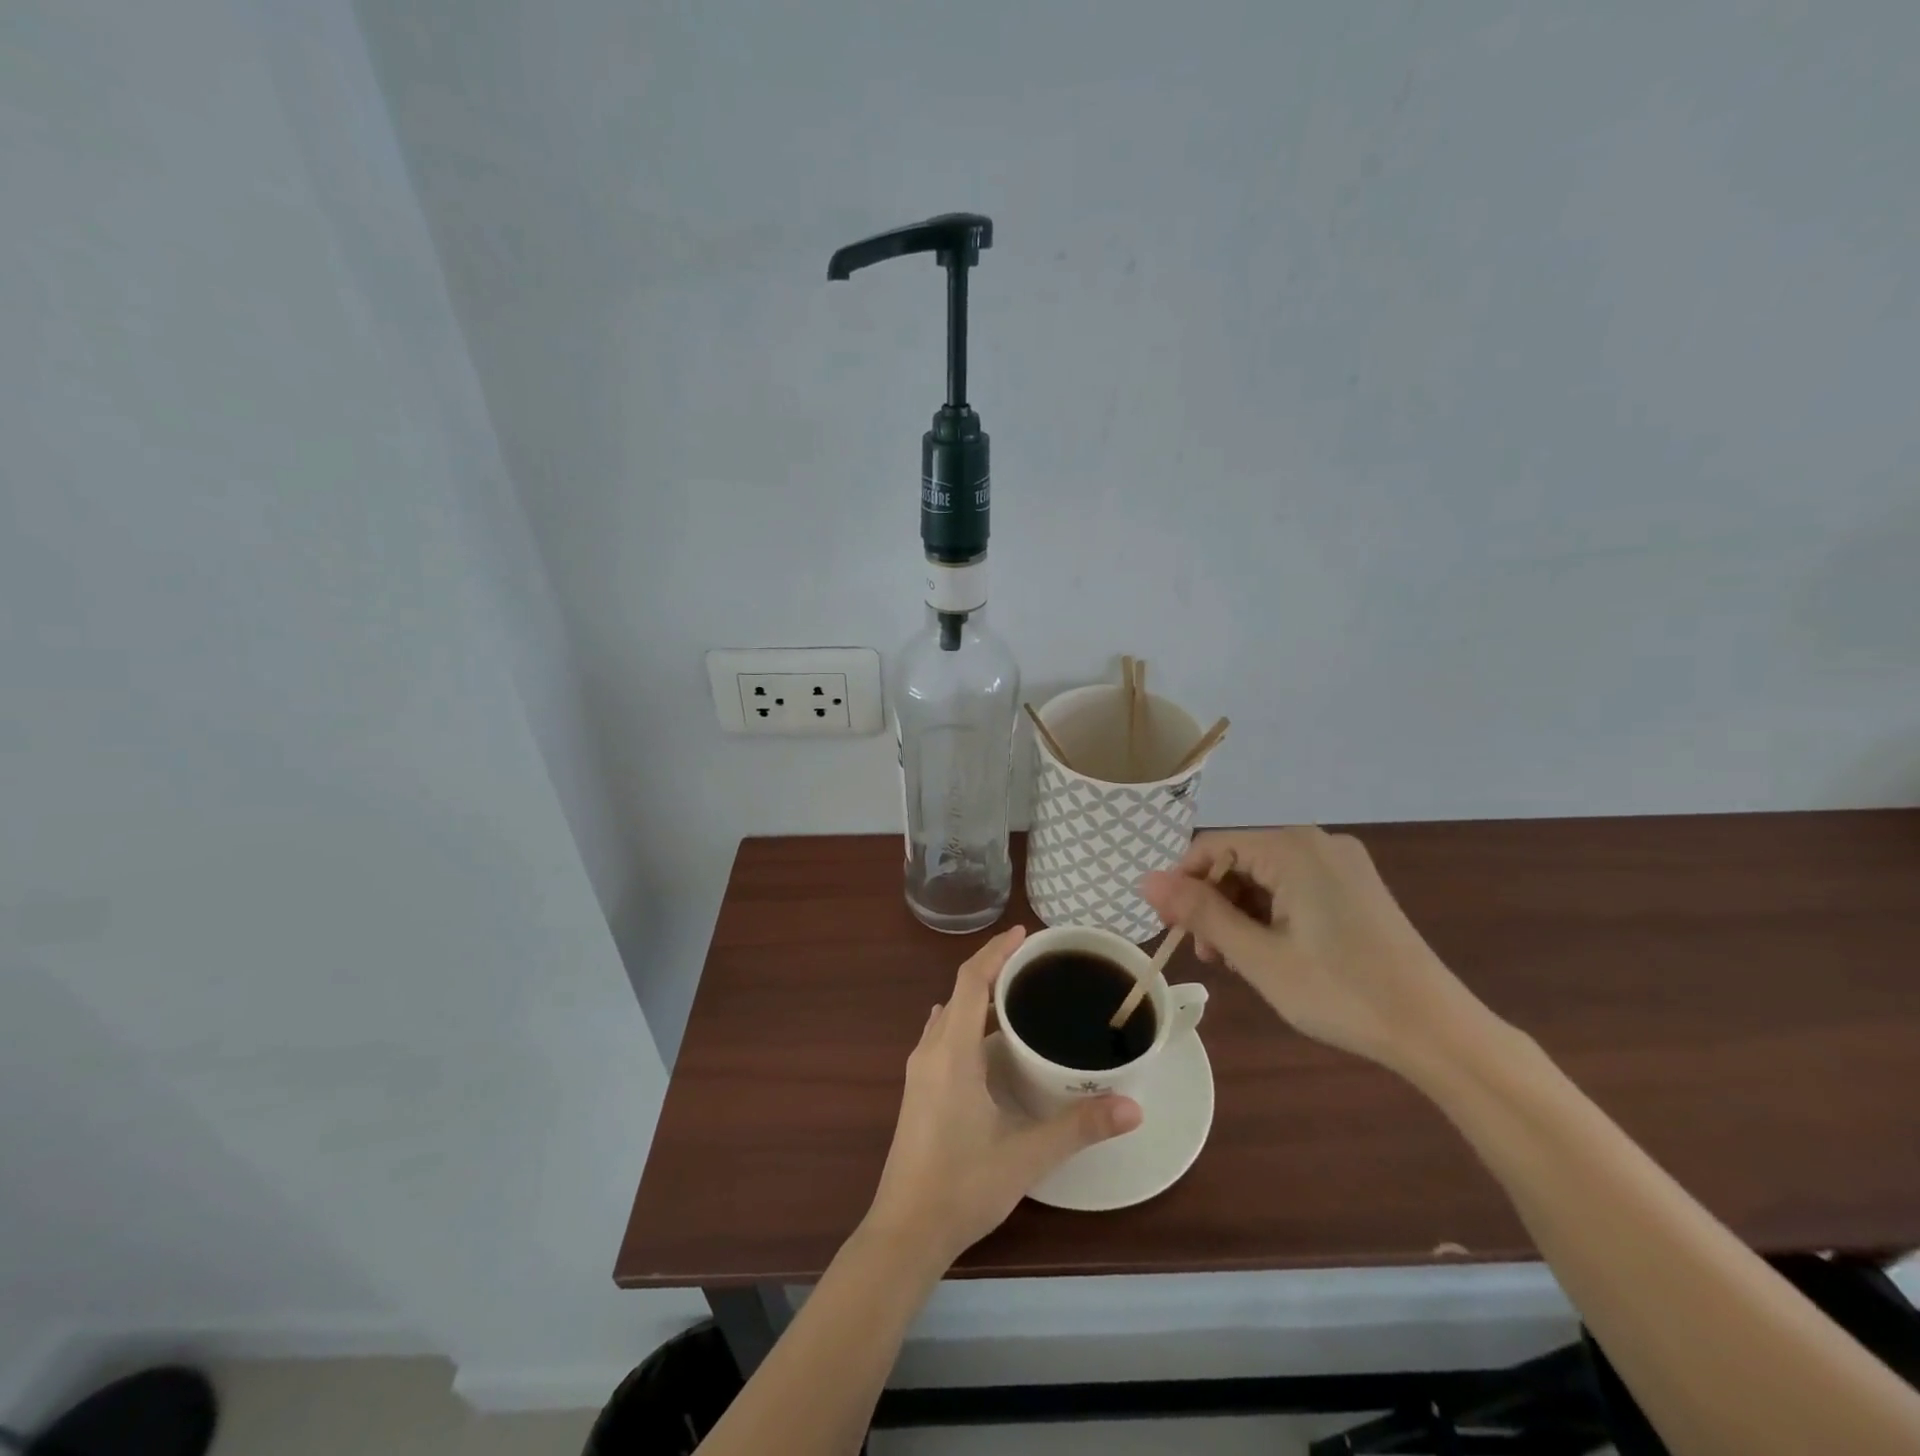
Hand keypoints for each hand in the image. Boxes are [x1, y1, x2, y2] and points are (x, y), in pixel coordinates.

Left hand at [863, 926, 1141, 1267]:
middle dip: (994, 969)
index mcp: (952, 1052)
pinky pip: (943, 1034)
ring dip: (979, 996)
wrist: (905, 1231)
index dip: (996, 951)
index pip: (971, 981)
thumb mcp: (1026, 1155)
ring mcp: (919, 1070)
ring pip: (950, 1014)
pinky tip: (989, 1038)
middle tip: (1035, 964)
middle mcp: (930, 1050)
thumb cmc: (962, 1186)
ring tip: (1017, 993)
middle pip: (960, 991)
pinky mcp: (918, 1089)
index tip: (1025, 934)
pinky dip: (967, 1021)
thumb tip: (1134, 1106)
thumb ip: (1079, 1127)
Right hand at [1138, 828, 1491, 1074]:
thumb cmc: (1340, 992)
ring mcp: (1341, 864)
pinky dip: (1271, 914)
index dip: (1183, 886)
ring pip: (1264, 876)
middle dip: (1213, 904)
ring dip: (1239, 913)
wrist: (1436, 1031)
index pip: (1211, 848)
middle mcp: (1317, 843)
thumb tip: (1145, 880)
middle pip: (1239, 860)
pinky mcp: (1355, 887)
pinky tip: (1270, 952)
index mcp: (1293, 848)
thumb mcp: (1258, 956)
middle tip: (1207, 956)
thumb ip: (1200, 912)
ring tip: (1236, 962)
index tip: (1173, 931)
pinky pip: (1293, 887)